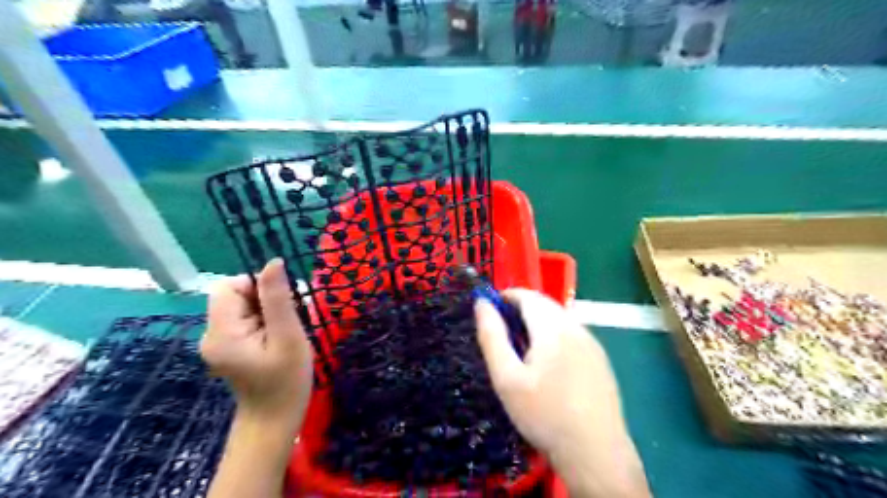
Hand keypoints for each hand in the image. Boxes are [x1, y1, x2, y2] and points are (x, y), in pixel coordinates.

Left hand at [203, 258, 312, 425]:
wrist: (275, 421)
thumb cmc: (286, 381)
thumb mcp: (288, 336)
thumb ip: (278, 299)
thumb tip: (273, 262)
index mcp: (221, 332)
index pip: (227, 286)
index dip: (256, 286)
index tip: (280, 306)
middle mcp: (211, 334)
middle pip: (234, 295)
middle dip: (265, 300)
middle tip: (288, 322)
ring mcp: (218, 342)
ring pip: (242, 306)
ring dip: (267, 311)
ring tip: (285, 333)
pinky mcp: (227, 347)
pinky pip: (244, 320)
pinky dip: (263, 322)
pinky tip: (277, 339)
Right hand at [474, 289, 649, 497]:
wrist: (595, 452)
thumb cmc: (544, 414)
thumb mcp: (507, 378)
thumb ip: (492, 336)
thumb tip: (482, 304)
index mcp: (553, 328)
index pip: (528, 295)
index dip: (506, 296)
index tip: (490, 308)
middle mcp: (577, 328)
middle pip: (545, 305)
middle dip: (521, 308)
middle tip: (502, 330)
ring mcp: (592, 343)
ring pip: (560, 319)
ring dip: (538, 321)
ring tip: (521, 346)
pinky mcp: (600, 359)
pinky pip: (573, 334)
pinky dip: (554, 335)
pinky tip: (548, 362)